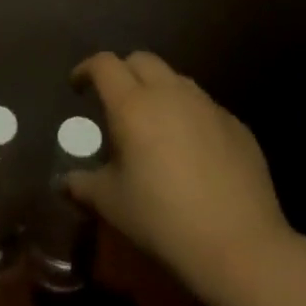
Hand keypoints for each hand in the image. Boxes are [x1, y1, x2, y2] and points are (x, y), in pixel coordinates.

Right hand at [67, 51, 292, 296]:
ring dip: (157, 90)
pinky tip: (189, 149)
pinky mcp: (236, 125)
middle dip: (123, 72)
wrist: (240, 246)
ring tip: (152, 123)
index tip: (78, 87)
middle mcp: (170, 93)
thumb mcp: (112, 205)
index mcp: (133, 105)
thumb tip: (64, 182)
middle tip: (114, 100)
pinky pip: (204, 106)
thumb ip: (83, 186)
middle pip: (141, 60)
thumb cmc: (163, 220)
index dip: (86, 69)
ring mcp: (207, 106)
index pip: (104, 64)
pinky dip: (187, 114)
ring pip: (175, 79)